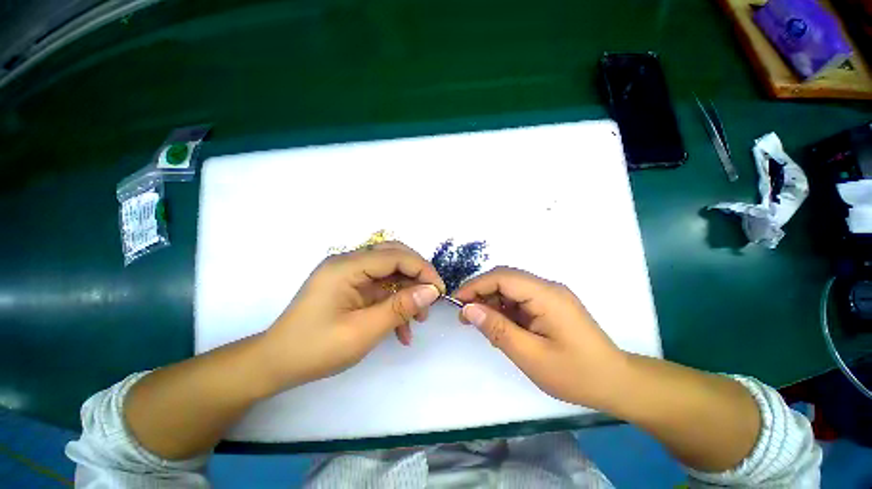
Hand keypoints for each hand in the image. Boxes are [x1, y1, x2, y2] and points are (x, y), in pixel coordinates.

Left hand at [260, 241, 444, 388]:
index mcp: (346, 267)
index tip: (439, 290)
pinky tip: (401, 329)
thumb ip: (400, 307)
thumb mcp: (363, 331)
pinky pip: (380, 287)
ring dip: (407, 291)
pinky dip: (394, 303)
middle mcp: (348, 263)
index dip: (422, 269)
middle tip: (430, 298)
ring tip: (418, 319)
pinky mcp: (350, 287)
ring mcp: (348, 274)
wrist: (276, 364)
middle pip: (393, 256)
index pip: (395, 256)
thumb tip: (431, 291)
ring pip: (390, 272)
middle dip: (416, 276)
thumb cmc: (316, 349)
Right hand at [454, 267, 626, 407]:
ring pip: (511, 288)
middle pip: (506, 279)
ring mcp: (550, 295)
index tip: (457, 301)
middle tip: (465, 315)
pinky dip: (505, 309)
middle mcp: (548, 288)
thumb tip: (468, 309)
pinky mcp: (551, 305)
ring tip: (480, 323)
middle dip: (481, 293)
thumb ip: (497, 329)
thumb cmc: (575, 373)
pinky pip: (521, 299)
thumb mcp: (530, 356)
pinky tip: (500, 326)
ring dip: (492, 302)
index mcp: (546, 295)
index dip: (476, 285)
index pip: (502, 277)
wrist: (616, 383)